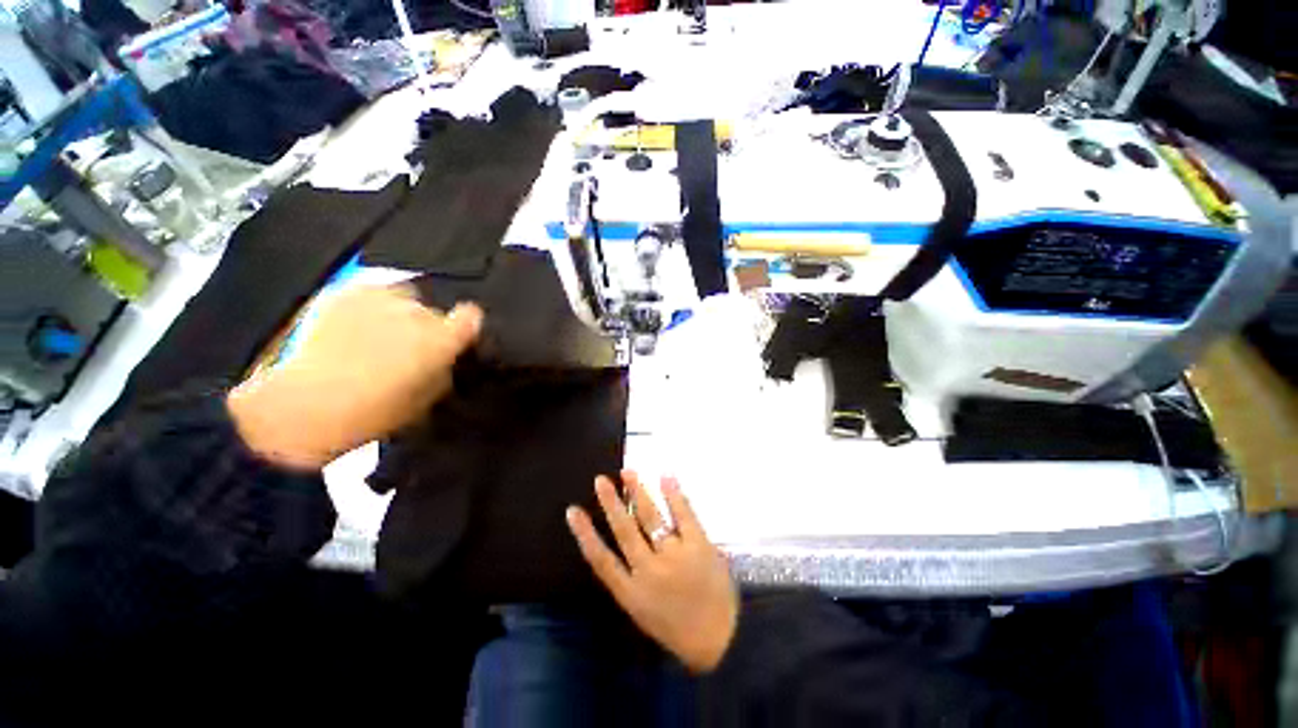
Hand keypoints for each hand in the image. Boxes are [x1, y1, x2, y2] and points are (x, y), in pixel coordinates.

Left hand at [227, 284, 481, 470]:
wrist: (307, 406)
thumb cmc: (377, 412)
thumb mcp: (427, 399)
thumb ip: (444, 369)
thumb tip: (445, 358)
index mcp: (442, 339)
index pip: (471, 316)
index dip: (466, 325)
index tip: (457, 337)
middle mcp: (417, 312)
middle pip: (433, 312)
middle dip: (426, 327)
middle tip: (407, 349)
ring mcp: (380, 298)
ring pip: (404, 297)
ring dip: (399, 314)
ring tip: (377, 335)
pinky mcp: (345, 292)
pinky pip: (371, 292)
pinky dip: (369, 306)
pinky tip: (352, 327)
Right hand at [566, 471, 737, 673]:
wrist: (721, 639)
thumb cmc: (678, 626)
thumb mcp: (644, 611)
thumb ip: (630, 580)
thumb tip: (622, 543)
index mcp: (631, 593)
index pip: (601, 559)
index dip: (584, 533)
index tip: (572, 511)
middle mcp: (649, 571)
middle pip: (625, 530)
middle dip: (611, 503)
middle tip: (600, 480)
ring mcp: (675, 555)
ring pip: (651, 517)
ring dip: (638, 492)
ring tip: (627, 472)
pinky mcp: (699, 544)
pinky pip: (683, 513)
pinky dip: (673, 494)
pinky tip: (665, 476)